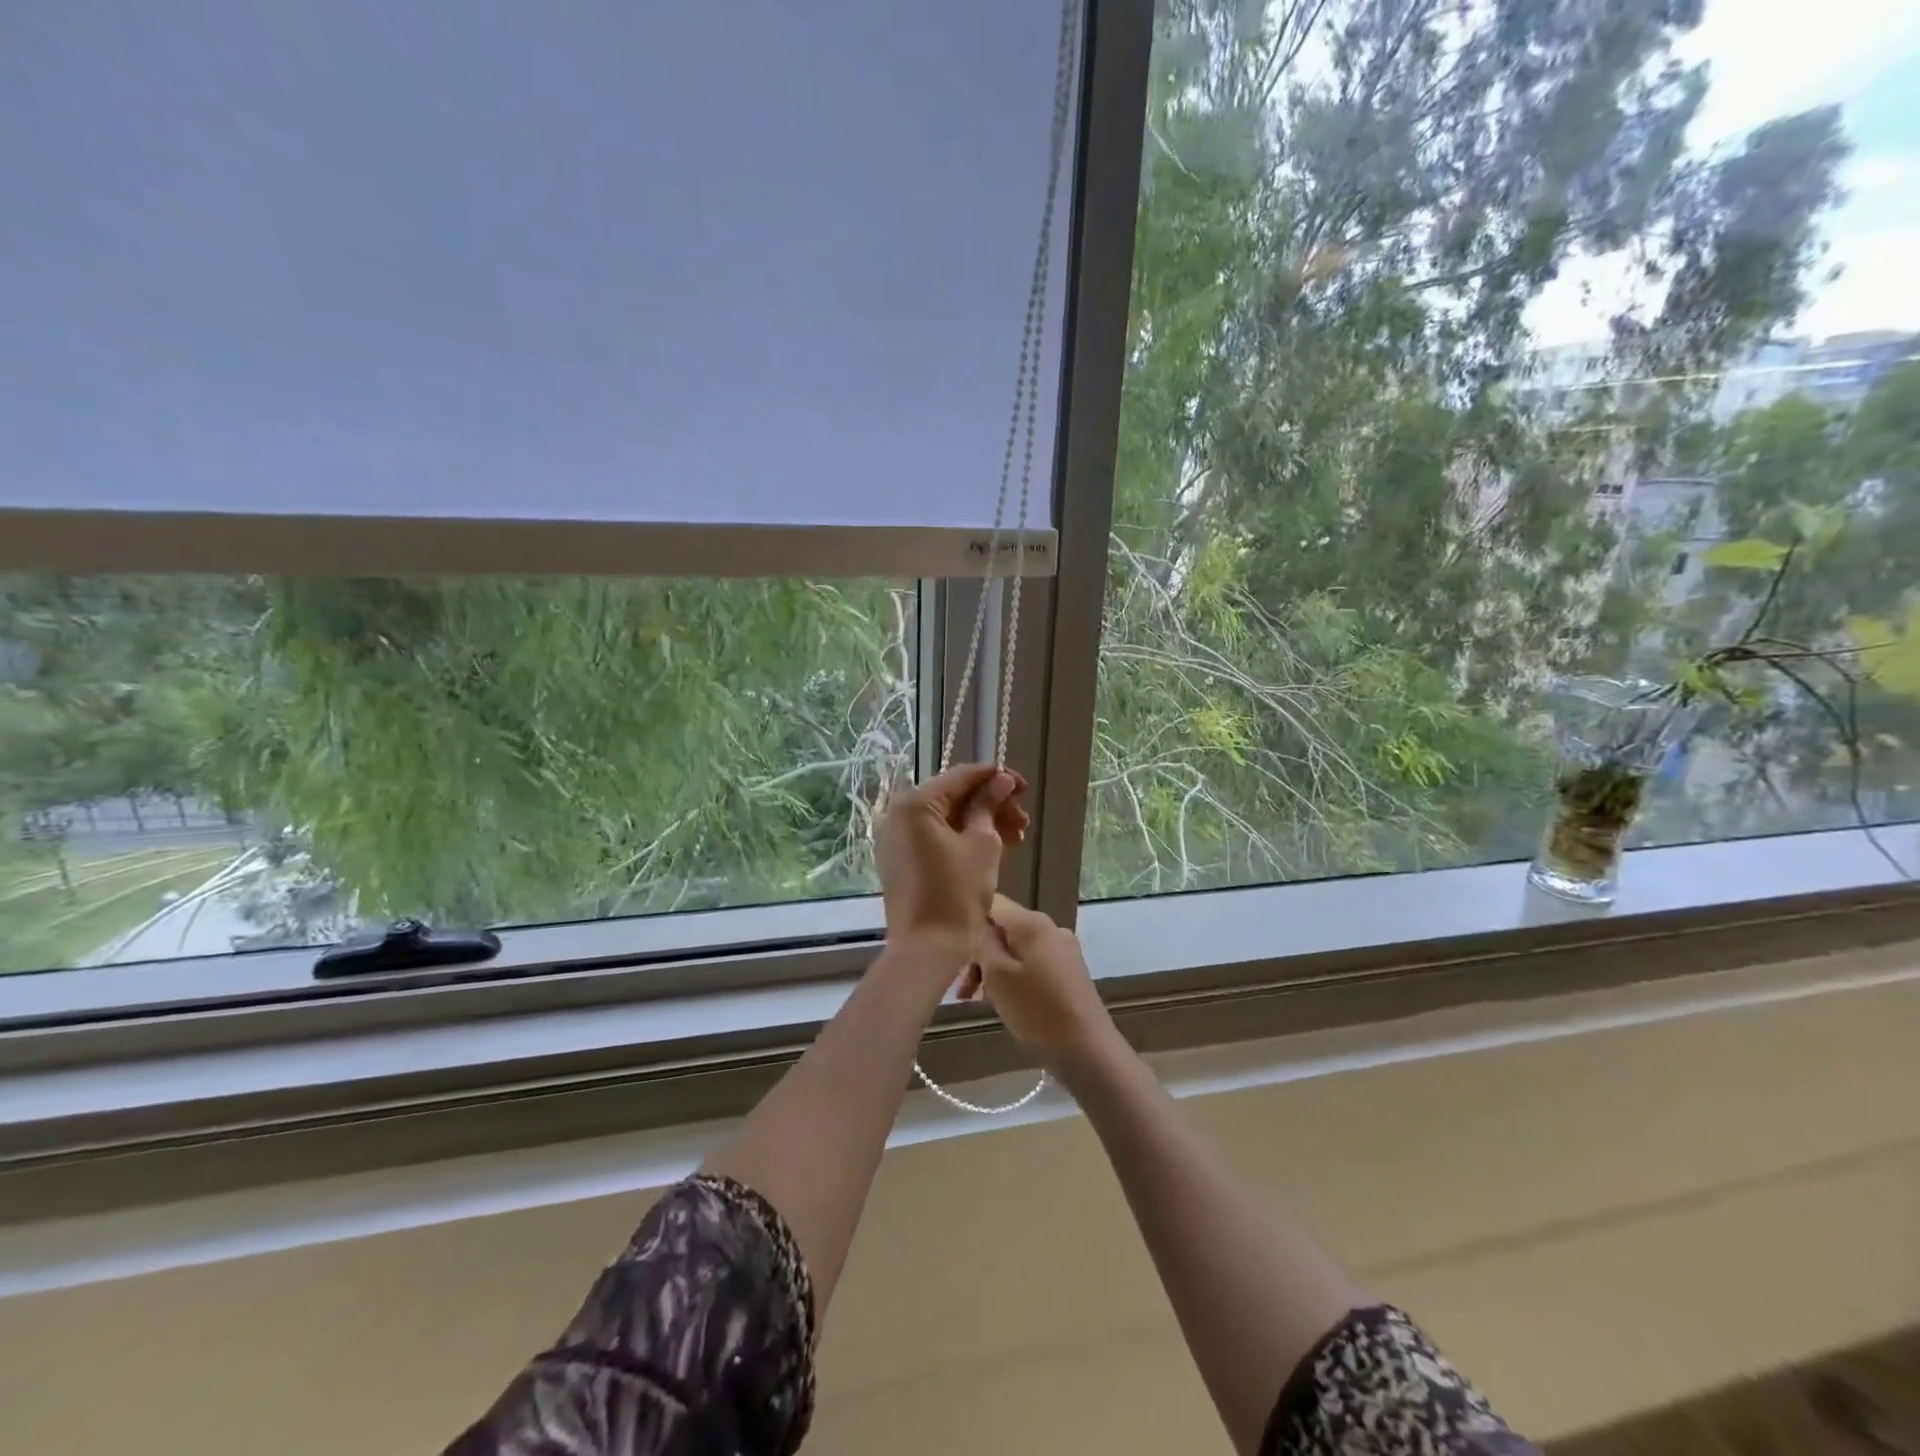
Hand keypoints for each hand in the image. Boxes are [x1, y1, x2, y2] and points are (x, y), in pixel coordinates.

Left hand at [874, 763, 1028, 961]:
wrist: (926, 949)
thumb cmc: (957, 894)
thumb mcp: (982, 844)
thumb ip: (989, 806)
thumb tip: (1000, 780)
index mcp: (915, 804)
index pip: (961, 776)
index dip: (996, 778)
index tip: (1024, 787)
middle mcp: (897, 814)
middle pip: (953, 797)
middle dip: (992, 805)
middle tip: (1023, 822)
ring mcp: (895, 838)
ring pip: (946, 818)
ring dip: (981, 823)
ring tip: (1016, 838)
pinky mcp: (900, 859)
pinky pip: (934, 837)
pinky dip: (962, 837)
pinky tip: (993, 848)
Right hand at [958, 895, 1119, 1075]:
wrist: (1088, 1051)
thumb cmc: (1037, 1011)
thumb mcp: (998, 976)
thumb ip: (983, 943)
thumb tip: (978, 926)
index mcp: (1033, 923)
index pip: (992, 905)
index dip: (969, 923)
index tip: (953, 951)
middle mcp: (1051, 929)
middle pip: (1004, 930)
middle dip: (980, 955)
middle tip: (963, 990)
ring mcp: (1063, 951)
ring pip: (1016, 951)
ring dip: (993, 970)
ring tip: (977, 1001)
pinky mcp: (1069, 974)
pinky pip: (1032, 966)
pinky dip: (1013, 978)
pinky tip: (1004, 1003)